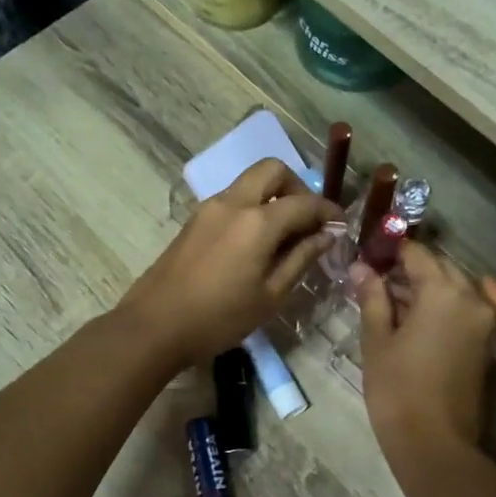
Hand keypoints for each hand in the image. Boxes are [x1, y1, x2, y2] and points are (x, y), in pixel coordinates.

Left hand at [120, 158, 335, 367]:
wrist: (154, 326)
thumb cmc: (220, 318)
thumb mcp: (270, 296)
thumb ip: (301, 259)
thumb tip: (326, 235)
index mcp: (258, 221)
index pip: (305, 202)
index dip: (328, 211)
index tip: (340, 226)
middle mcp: (233, 202)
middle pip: (272, 170)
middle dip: (297, 187)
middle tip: (308, 220)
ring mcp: (209, 208)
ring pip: (249, 182)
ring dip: (273, 196)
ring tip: (284, 236)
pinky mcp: (194, 220)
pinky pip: (232, 200)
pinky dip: (252, 208)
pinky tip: (256, 243)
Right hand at [354, 241, 495, 465]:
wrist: (432, 441)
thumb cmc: (396, 389)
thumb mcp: (377, 340)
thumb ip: (373, 298)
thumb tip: (363, 268)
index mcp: (442, 292)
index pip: (417, 255)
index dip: (392, 252)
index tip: (371, 257)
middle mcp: (472, 297)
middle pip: (441, 268)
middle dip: (412, 270)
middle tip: (380, 280)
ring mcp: (488, 320)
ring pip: (461, 287)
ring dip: (434, 286)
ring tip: (402, 300)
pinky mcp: (492, 342)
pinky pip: (487, 308)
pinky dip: (473, 299)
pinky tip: (457, 300)